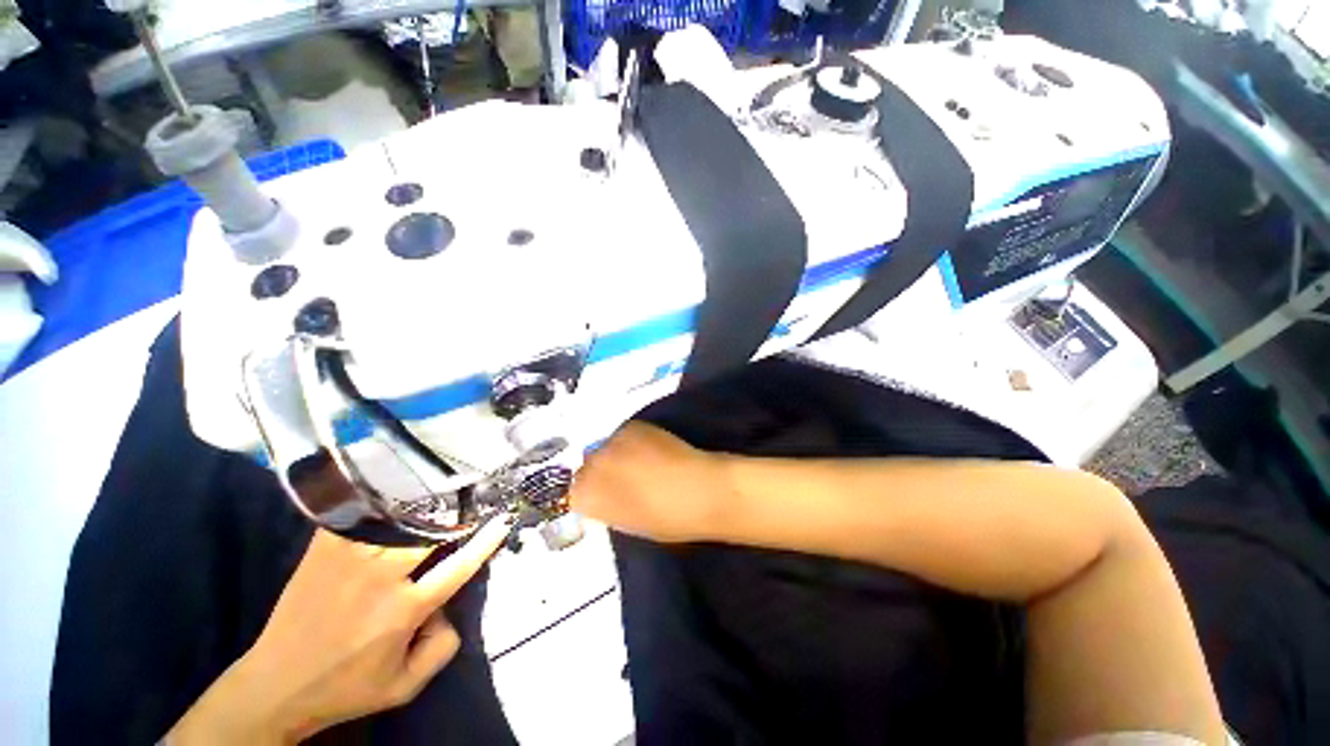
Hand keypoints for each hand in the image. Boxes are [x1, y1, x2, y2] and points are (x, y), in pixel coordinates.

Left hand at [168, 518, 511, 744]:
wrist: (273, 688)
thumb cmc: (345, 689)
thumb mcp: (405, 687)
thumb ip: (444, 647)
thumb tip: (450, 607)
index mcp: (403, 611)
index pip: (458, 566)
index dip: (484, 541)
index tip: (503, 519)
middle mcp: (380, 579)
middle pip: (430, 533)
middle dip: (455, 517)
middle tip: (470, 503)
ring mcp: (348, 561)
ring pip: (398, 519)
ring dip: (423, 506)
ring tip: (439, 491)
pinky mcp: (322, 553)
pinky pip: (357, 516)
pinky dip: (378, 502)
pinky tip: (390, 490)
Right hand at [570, 422, 733, 542]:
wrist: (698, 491)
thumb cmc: (667, 521)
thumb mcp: (629, 524)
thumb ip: (609, 507)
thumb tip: (608, 495)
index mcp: (586, 497)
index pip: (574, 492)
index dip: (593, 493)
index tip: (607, 496)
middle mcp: (591, 466)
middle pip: (588, 465)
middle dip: (602, 471)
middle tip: (624, 478)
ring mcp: (611, 442)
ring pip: (606, 447)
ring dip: (617, 453)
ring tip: (640, 461)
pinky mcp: (631, 426)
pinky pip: (624, 434)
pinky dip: (633, 441)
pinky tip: (652, 449)